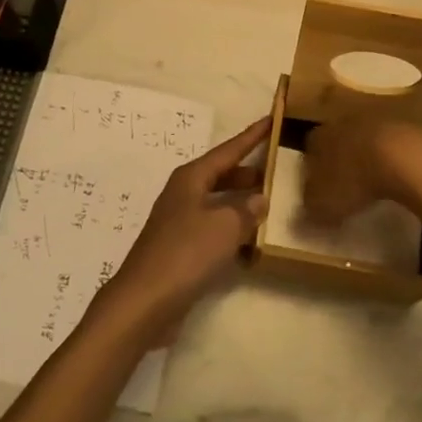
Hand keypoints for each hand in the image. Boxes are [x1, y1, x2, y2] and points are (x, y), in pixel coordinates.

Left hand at [94, 118, 270, 343]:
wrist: (144, 302)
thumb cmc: (185, 254)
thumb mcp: (224, 227)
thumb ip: (246, 210)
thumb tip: (260, 198)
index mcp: (191, 178)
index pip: (228, 150)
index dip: (251, 136)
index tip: (271, 119)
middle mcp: (183, 194)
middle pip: (221, 174)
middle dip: (247, 171)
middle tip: (277, 167)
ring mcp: (179, 222)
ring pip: (217, 202)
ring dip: (241, 202)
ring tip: (270, 203)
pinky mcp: (180, 249)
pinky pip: (213, 229)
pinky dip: (232, 229)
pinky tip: (250, 242)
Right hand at [301, 117, 421, 225]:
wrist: (401, 156)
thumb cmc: (352, 180)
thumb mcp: (323, 206)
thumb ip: (309, 213)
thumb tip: (299, 220)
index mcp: (318, 137)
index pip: (309, 151)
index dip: (313, 173)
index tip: (319, 192)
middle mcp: (342, 123)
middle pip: (337, 142)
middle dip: (340, 162)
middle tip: (345, 188)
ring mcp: (374, 121)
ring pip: (364, 141)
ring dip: (367, 159)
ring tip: (372, 186)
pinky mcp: (402, 127)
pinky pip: (391, 146)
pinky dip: (391, 160)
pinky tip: (396, 179)